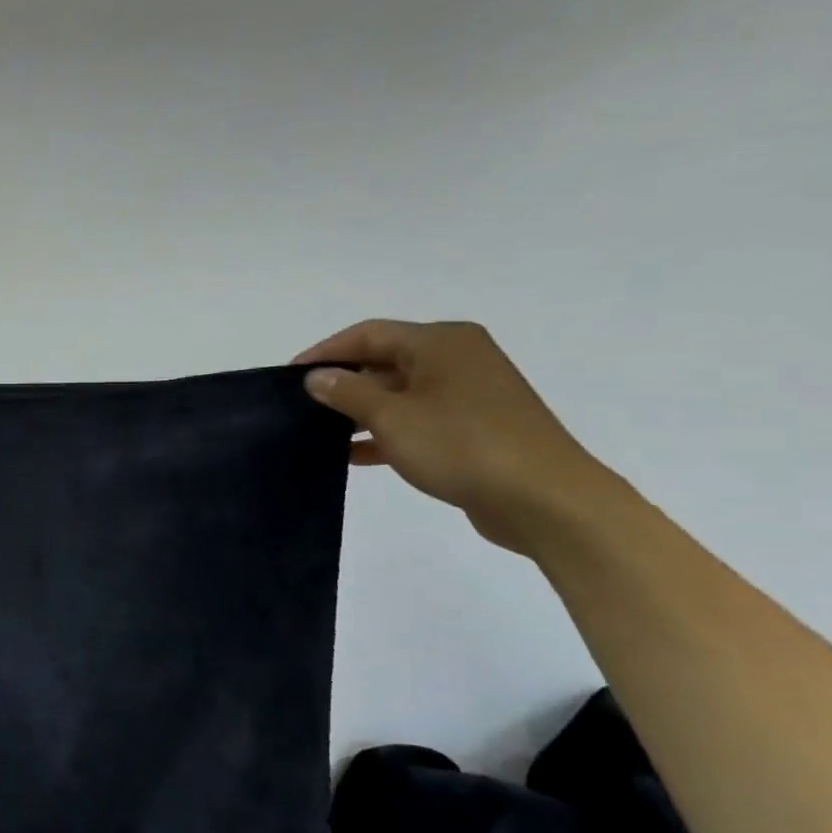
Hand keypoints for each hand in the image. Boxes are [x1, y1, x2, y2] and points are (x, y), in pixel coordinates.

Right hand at [294, 320, 612, 554]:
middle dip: (343, 382)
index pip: (368, 334)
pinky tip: (355, 455)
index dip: (325, 352)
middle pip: (385, 360)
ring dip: (361, 411)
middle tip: (302, 407)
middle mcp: (457, 358)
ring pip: (400, 393)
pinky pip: (418, 418)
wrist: (542, 498)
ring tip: (321, 433)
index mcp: (440, 342)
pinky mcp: (475, 426)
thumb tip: (317, 376)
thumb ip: (348, 392)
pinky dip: (386, 431)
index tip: (289, 377)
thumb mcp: (392, 416)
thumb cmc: (461, 445)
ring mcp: (469, 393)